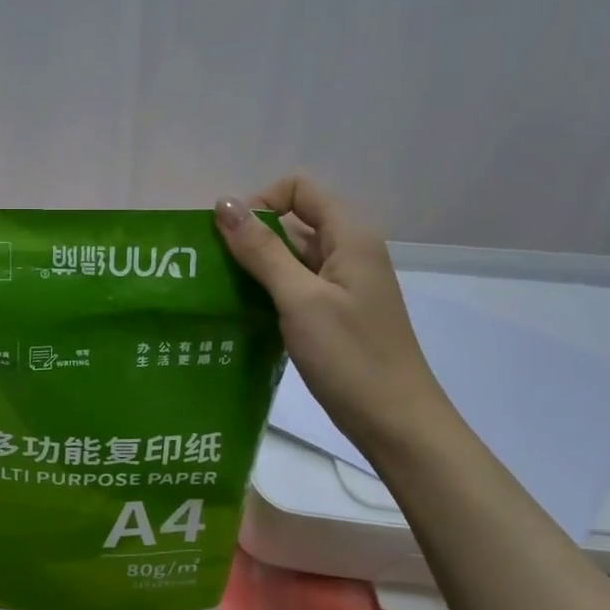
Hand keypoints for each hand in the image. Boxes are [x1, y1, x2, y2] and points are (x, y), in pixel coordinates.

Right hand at [214, 174, 449, 451]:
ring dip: (256, 267)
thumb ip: (262, 250)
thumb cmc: (350, 356)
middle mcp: (349, 251)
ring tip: (220, 292)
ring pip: (291, 257)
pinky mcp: (334, 313)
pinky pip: (295, 287)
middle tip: (213, 269)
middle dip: (252, 237)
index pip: (299, 189)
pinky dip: (268, 292)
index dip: (262, 203)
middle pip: (293, 221)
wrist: (395, 421)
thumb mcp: (300, 299)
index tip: (233, 240)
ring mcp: (342, 285)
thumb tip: (224, 203)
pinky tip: (243, 314)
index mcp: (350, 236)